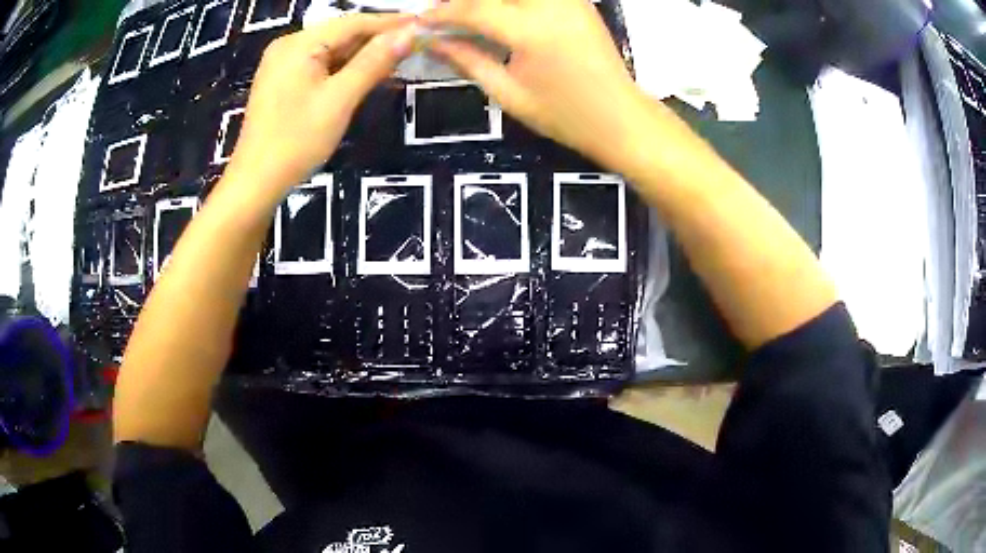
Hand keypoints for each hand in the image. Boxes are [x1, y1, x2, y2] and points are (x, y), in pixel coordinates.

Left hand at [228, 14, 417, 189]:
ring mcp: (283, 64)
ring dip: (365, 56)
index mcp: (299, 44)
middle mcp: (289, 46)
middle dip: (379, 40)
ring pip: (333, 50)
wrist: (255, 183)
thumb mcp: (339, 99)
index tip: (426, 26)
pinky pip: (321, 65)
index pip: (354, 22)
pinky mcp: (283, 81)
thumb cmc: (295, 141)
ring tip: (401, 61)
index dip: (392, 23)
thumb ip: (374, 61)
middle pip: (343, 34)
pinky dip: (345, 69)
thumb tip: (411, 33)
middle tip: (418, 47)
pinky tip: (368, 76)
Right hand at [425, 0, 647, 164]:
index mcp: (531, 30)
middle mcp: (551, 4)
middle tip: (443, 13)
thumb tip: (432, 42)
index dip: (441, 13)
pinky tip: (498, 10)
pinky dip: (511, 0)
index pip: (473, 8)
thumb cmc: (565, 115)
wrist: (621, 117)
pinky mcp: (577, 0)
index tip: (422, 22)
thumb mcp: (508, 93)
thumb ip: (467, 60)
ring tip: (469, 12)